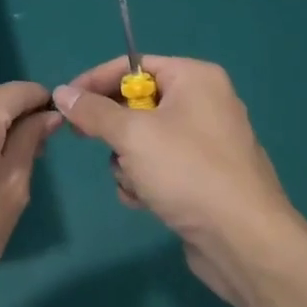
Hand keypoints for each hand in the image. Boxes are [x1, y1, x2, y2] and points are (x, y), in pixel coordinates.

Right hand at [53, 57, 306, 306]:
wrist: (244, 240)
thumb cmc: (187, 172)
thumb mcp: (131, 135)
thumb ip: (92, 111)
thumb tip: (62, 92)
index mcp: (195, 78)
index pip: (133, 66)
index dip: (95, 81)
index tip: (65, 102)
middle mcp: (205, 102)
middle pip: (137, 103)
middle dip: (114, 130)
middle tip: (86, 139)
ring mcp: (207, 142)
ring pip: (144, 139)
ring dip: (128, 162)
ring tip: (134, 182)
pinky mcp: (205, 177)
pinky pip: (161, 166)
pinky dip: (146, 181)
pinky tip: (145, 201)